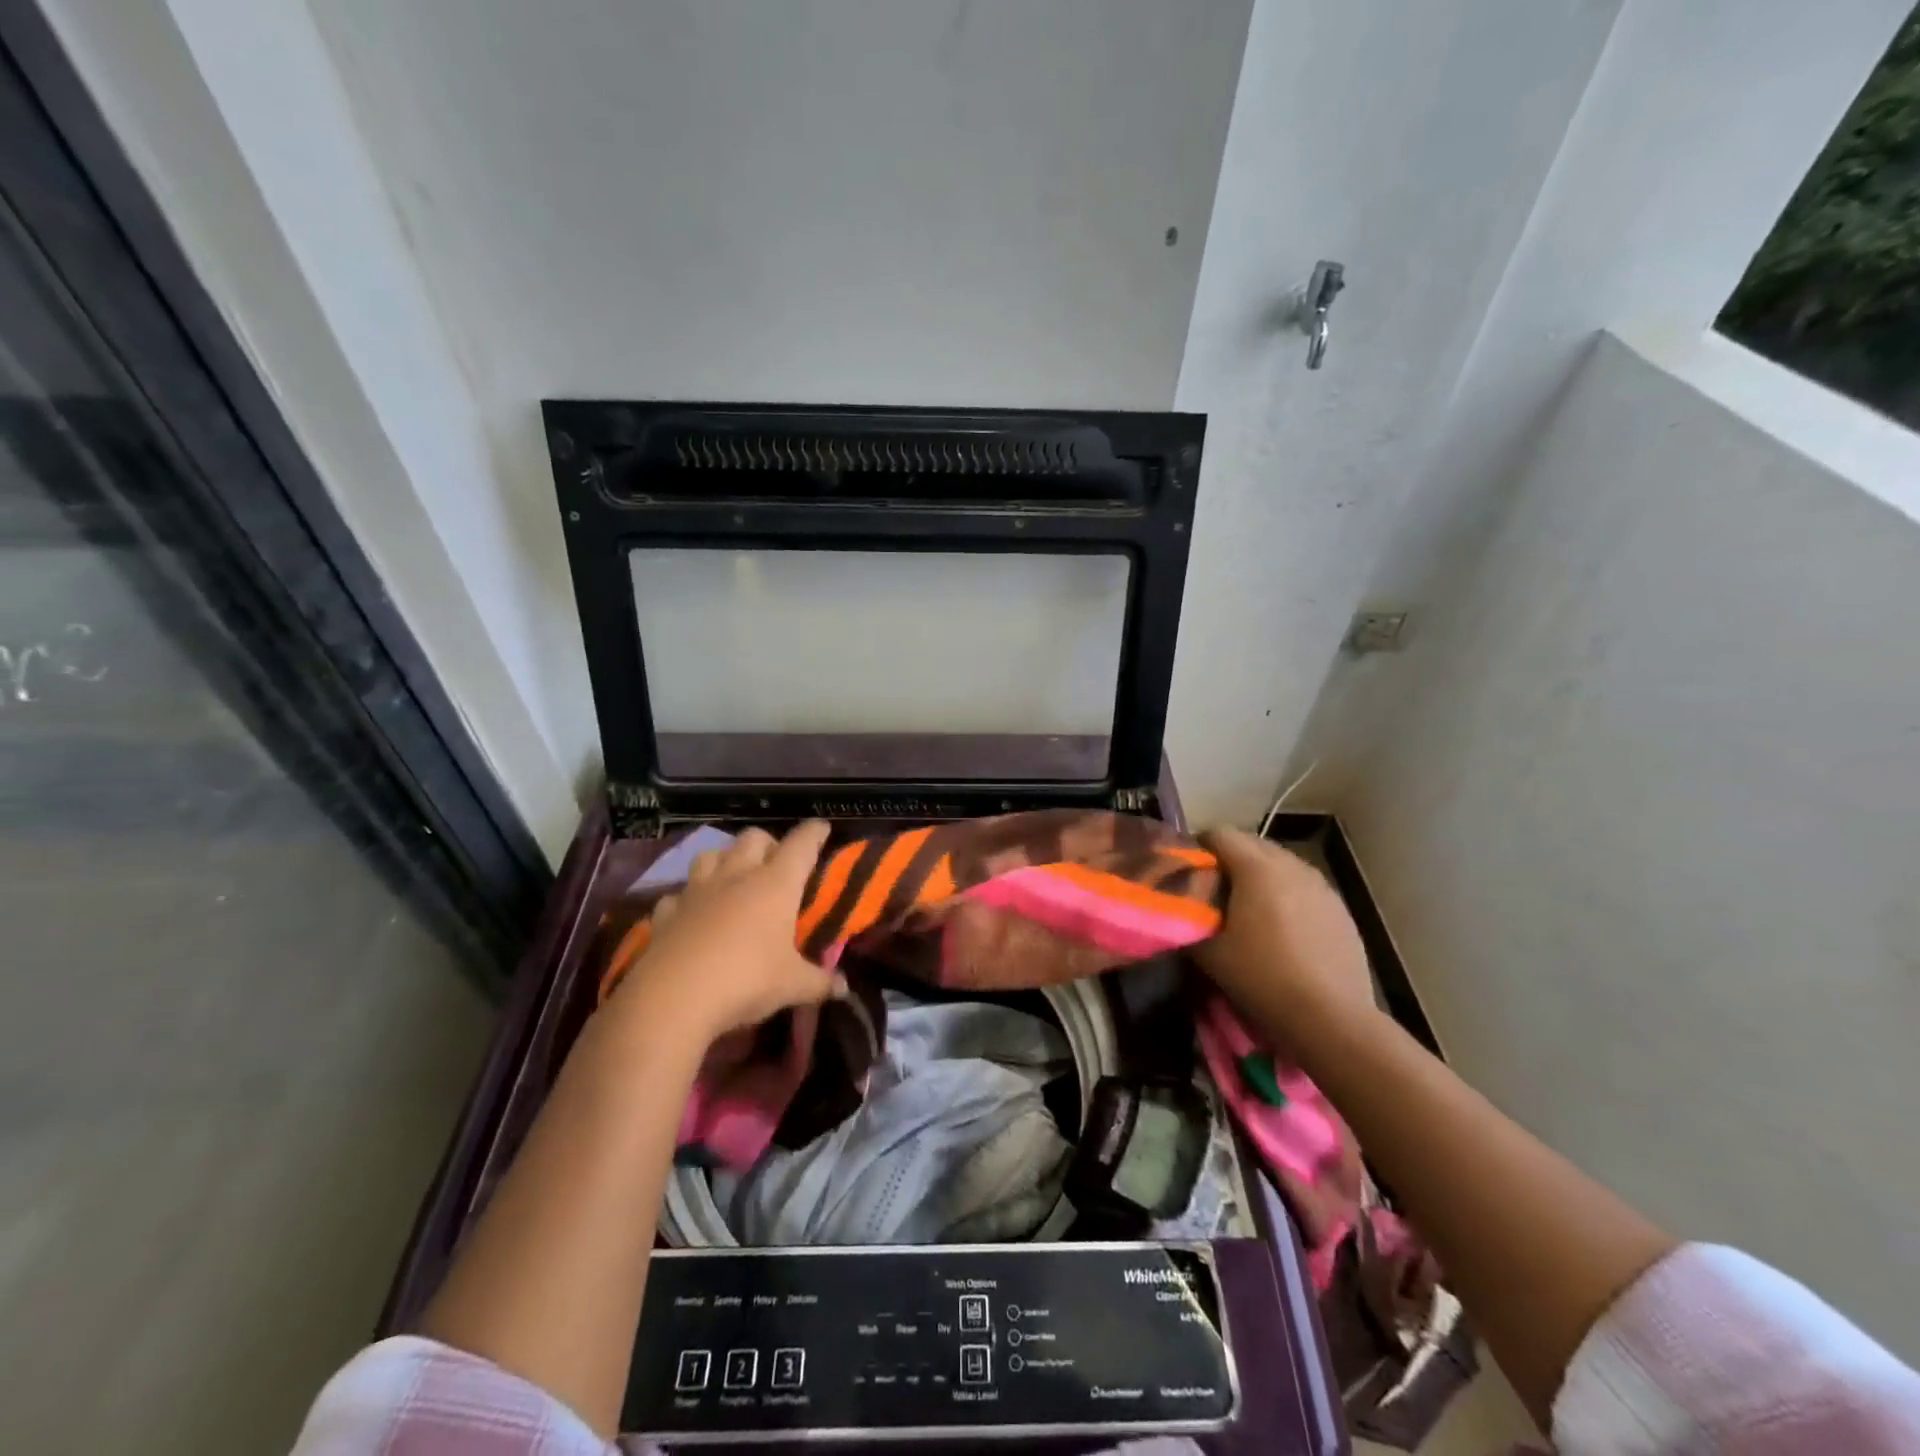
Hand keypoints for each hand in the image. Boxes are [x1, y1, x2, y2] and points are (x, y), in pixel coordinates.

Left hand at [606, 822, 844, 1045]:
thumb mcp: (792, 986)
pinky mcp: (666, 913)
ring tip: (732, 879)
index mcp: (776, 884)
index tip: (822, 829)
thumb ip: (819, 982)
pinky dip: (687, 900)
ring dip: (725, 860)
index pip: (801, 843)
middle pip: (754, 837)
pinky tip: (692, 914)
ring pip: (711, 854)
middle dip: (768, 844)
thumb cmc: (746, 980)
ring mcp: (697, 891)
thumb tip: (844, 988)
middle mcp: (737, 876)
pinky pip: (678, 895)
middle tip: (777, 865)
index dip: (814, 833)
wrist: (673, 999)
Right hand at [1194, 827, 1376, 1052]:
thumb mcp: (1209, 952)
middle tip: (1213, 889)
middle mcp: (1292, 865)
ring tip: (1248, 908)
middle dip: (1229, 859)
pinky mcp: (1340, 909)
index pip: (1219, 834)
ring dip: (1260, 876)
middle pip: (1252, 844)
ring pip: (1281, 864)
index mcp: (1257, 867)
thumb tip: (1180, 909)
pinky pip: (1304, 887)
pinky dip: (1287, 895)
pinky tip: (1282, 929)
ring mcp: (1322, 886)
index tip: (1187, 870)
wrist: (1330, 1018)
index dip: (1198, 847)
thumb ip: (1190, 919)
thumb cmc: (1262, 977)